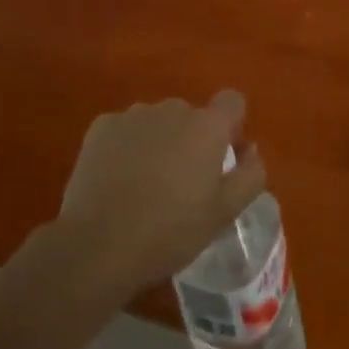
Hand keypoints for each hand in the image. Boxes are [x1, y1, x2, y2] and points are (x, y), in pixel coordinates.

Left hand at [58, 91, 267, 291]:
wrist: (97, 246)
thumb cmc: (170, 231)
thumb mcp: (225, 213)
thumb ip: (251, 174)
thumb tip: (251, 150)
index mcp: (208, 126)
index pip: (233, 102)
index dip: (231, 126)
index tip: (221, 158)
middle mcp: (173, 108)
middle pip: (192, 116)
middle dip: (191, 140)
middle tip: (181, 183)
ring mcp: (134, 115)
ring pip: (157, 122)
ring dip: (159, 142)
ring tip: (144, 184)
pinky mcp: (101, 127)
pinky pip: (124, 130)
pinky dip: (126, 147)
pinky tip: (117, 181)